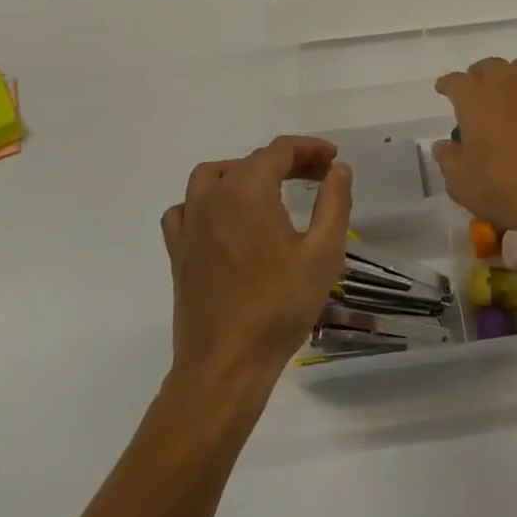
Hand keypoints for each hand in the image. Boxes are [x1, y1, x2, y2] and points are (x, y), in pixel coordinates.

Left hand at [160, 136, 351, 390]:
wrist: (225, 367)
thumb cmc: (279, 307)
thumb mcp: (323, 252)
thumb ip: (334, 202)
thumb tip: (338, 169)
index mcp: (247, 190)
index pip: (279, 150)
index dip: (309, 149)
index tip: (333, 160)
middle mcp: (212, 197)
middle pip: (251, 161)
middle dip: (287, 162)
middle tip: (319, 177)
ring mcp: (190, 225)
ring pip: (212, 177)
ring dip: (244, 174)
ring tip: (271, 190)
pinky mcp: (178, 253)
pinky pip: (186, 209)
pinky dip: (207, 202)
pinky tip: (225, 219)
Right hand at [432, 58, 516, 258]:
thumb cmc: (504, 189)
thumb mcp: (460, 183)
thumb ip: (448, 158)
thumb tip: (445, 144)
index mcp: (476, 99)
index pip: (456, 81)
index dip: (447, 84)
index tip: (444, 90)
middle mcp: (508, 86)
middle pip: (490, 66)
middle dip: (479, 75)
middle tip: (476, 92)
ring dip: (513, 76)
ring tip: (510, 91)